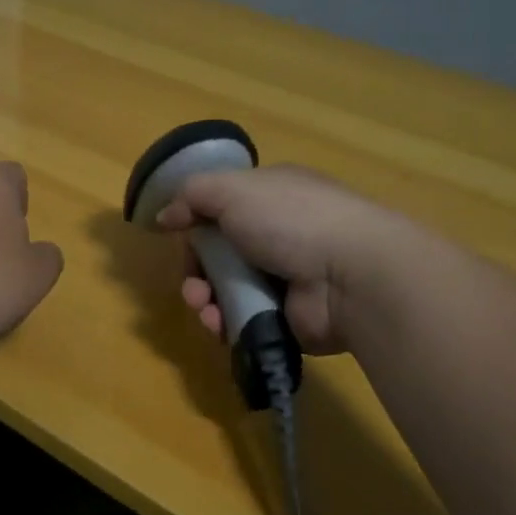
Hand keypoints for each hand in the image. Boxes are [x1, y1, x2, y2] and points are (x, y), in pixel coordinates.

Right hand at [156, 164, 399, 354]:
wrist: (350, 276)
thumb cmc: (291, 220)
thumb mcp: (233, 190)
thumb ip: (192, 196)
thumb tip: (164, 215)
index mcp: (271, 196)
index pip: (222, 206)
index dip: (195, 220)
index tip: (176, 234)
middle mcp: (279, 234)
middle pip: (219, 252)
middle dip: (196, 268)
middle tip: (192, 282)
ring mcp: (284, 277)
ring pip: (226, 289)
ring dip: (205, 298)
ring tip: (203, 306)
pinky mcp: (287, 317)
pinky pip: (243, 319)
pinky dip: (225, 322)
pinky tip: (219, 324)